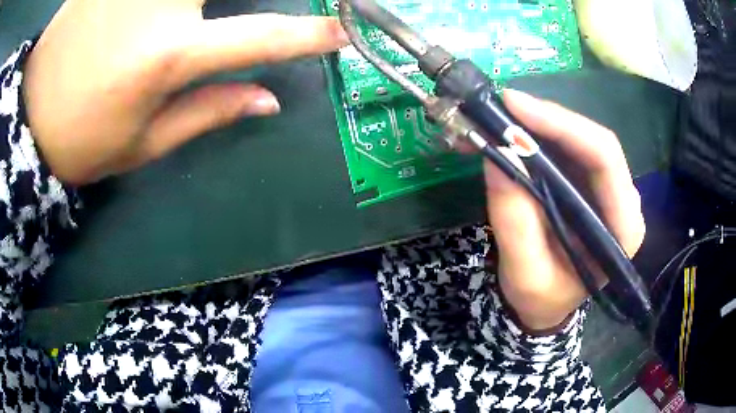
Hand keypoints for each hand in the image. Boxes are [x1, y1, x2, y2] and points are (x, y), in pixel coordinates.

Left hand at [23, 0, 346, 184]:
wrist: (28, 119)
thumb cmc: (80, 141)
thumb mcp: (142, 144)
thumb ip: (208, 112)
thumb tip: (269, 99)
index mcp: (168, 56)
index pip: (260, 38)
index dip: (306, 35)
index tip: (341, 32)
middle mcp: (161, 4)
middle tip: (277, 8)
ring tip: (191, 14)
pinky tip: (162, 8)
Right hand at [485, 90, 645, 331]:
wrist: (546, 303)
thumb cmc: (542, 298)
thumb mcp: (525, 274)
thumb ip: (514, 221)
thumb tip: (496, 157)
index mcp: (622, 227)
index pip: (605, 159)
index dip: (563, 126)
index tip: (515, 108)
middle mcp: (622, 199)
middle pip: (591, 140)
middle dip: (545, 119)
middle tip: (499, 108)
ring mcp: (604, 188)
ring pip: (575, 138)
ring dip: (534, 125)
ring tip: (492, 122)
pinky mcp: (585, 182)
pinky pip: (562, 147)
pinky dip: (531, 136)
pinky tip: (503, 135)